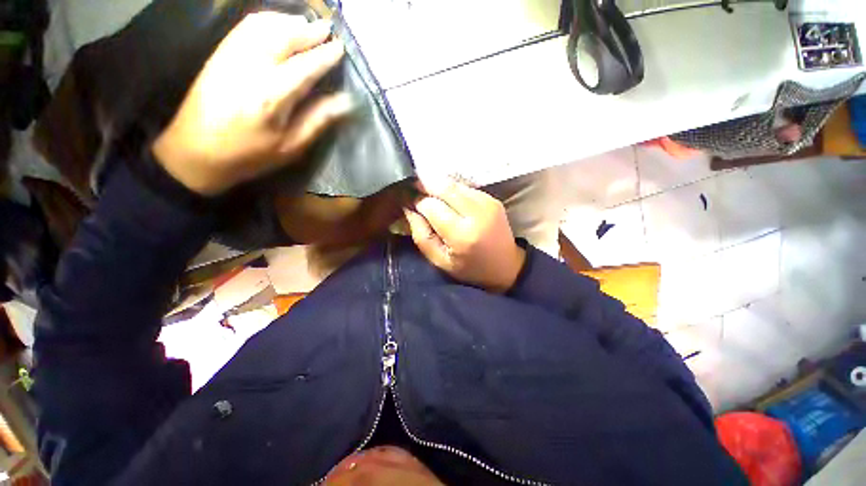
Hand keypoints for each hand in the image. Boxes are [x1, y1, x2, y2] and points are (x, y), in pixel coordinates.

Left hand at [153, 13, 352, 195]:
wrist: (196, 151)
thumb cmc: (249, 155)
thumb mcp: (291, 146)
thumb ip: (318, 120)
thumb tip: (345, 102)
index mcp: (271, 96)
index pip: (305, 67)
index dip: (324, 56)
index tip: (340, 48)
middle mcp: (250, 68)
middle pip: (283, 37)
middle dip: (308, 30)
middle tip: (327, 29)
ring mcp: (230, 56)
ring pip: (263, 25)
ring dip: (288, 21)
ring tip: (306, 24)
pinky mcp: (218, 54)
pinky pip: (244, 27)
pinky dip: (265, 20)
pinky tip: (277, 24)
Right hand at [404, 181, 525, 292]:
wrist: (506, 267)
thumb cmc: (469, 268)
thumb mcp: (439, 260)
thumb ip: (421, 234)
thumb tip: (408, 207)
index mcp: (461, 234)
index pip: (431, 205)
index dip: (416, 201)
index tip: (408, 202)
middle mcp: (476, 214)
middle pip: (443, 187)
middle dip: (424, 185)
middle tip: (413, 189)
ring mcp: (487, 203)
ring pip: (454, 184)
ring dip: (438, 186)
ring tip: (430, 196)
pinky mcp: (492, 199)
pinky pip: (465, 187)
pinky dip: (452, 190)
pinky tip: (448, 200)